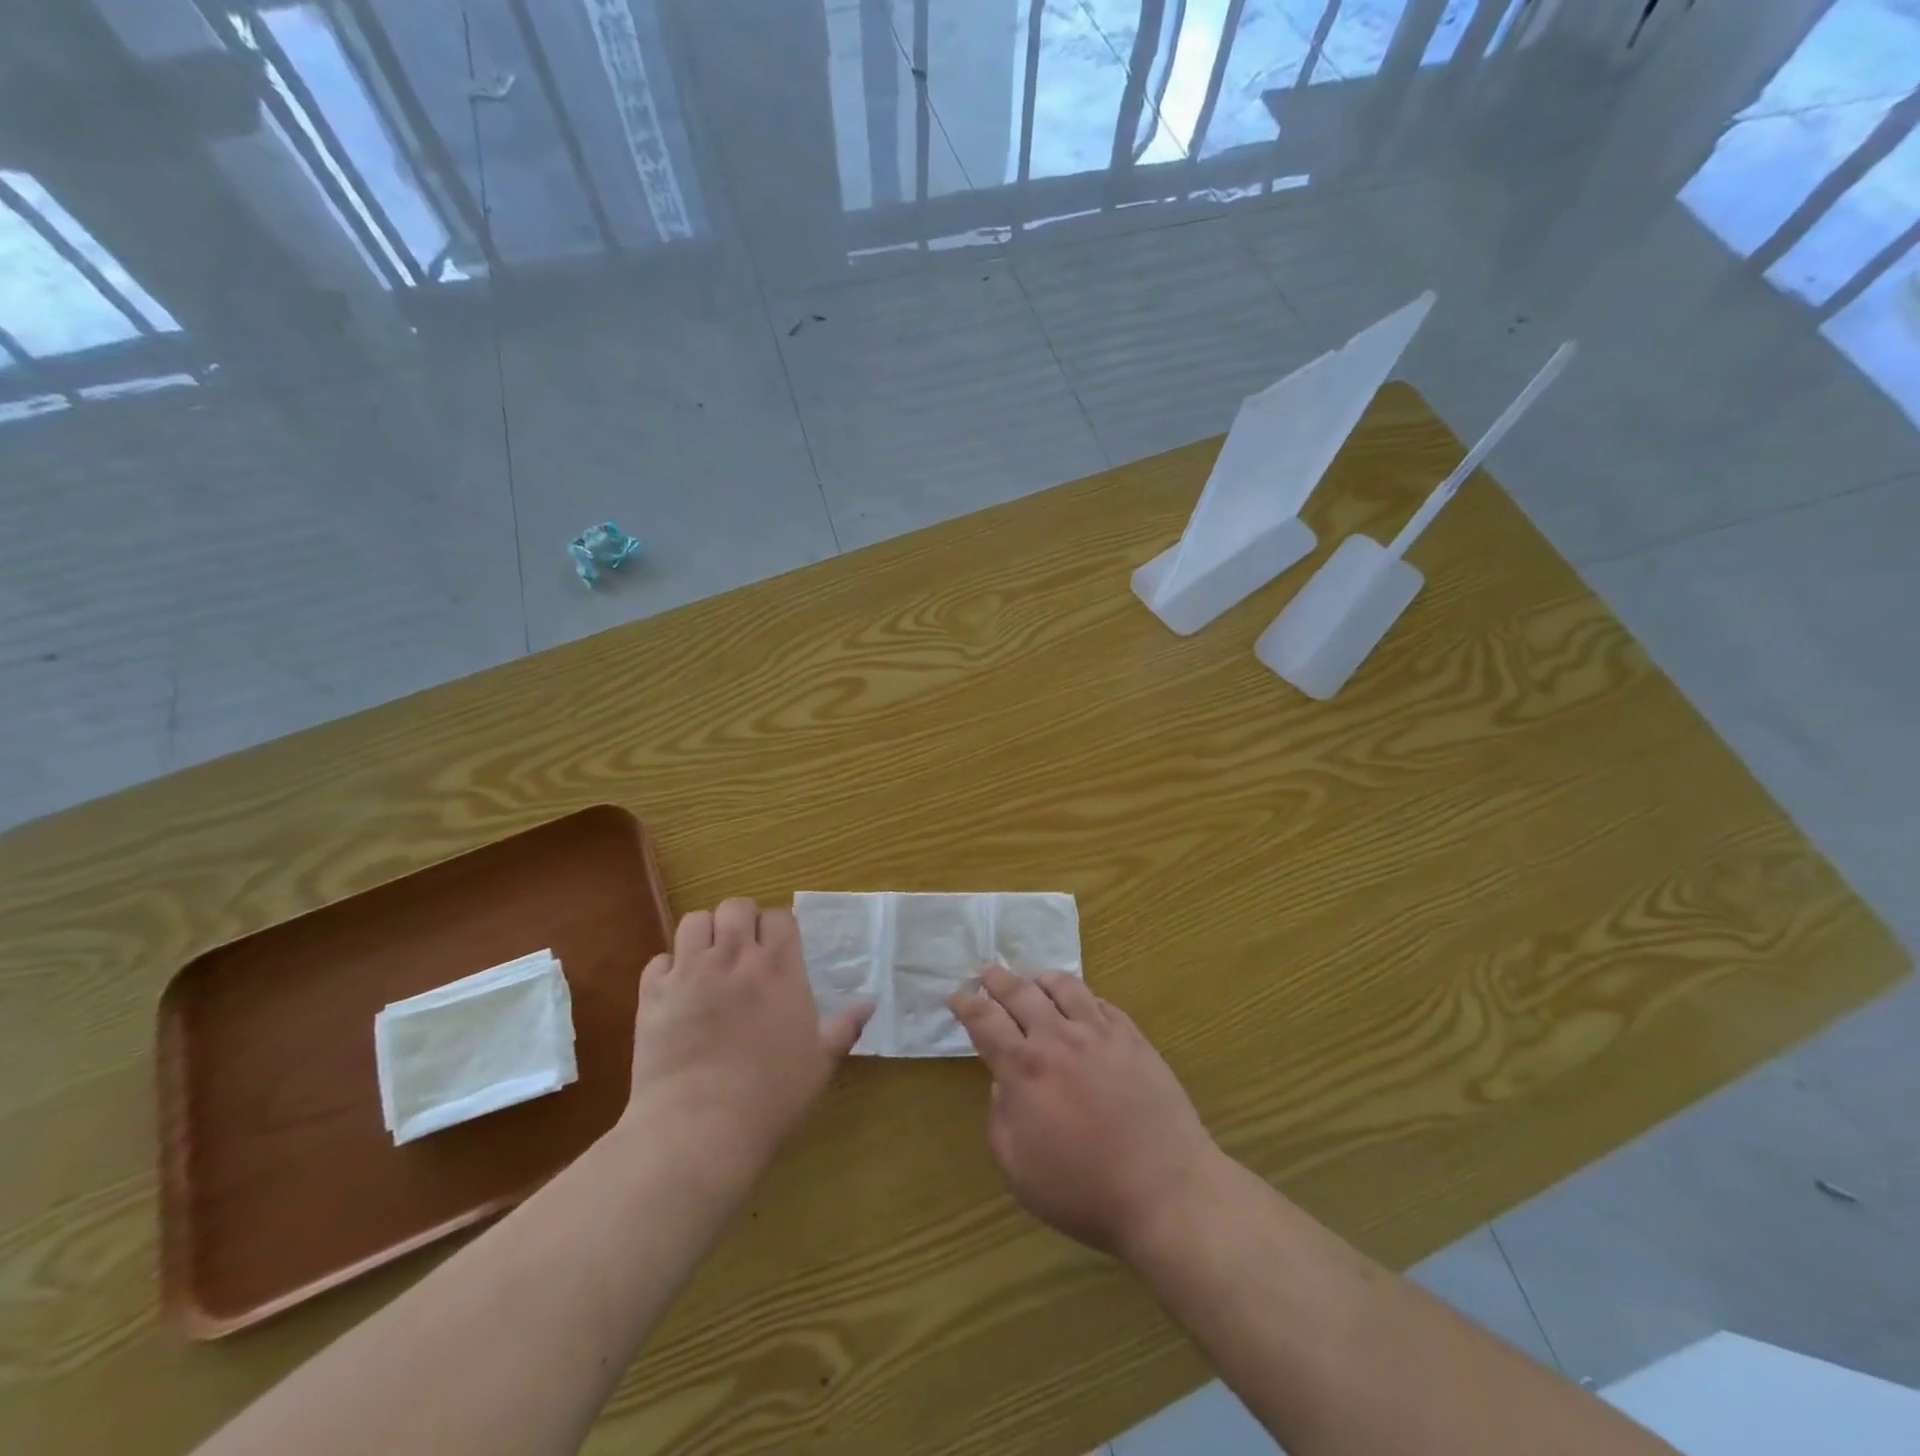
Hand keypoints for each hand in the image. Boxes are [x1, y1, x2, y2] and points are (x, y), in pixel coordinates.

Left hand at [623, 898, 870, 1176]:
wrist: (700, 1127)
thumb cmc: (770, 1095)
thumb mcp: (820, 1062)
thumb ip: (844, 1026)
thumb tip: (870, 1001)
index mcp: (779, 967)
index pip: (780, 917)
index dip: (778, 927)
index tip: (778, 947)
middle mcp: (735, 957)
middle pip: (735, 906)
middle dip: (740, 920)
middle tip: (743, 949)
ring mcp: (690, 972)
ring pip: (694, 921)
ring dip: (704, 934)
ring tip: (708, 960)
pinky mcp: (652, 994)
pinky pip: (657, 960)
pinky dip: (667, 969)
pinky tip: (676, 992)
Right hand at [950, 967, 1220, 1257]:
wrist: (1164, 1189)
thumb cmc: (1084, 1189)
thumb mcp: (1018, 1169)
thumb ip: (1000, 1118)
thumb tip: (1002, 1082)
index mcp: (1024, 1068)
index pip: (984, 1020)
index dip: (966, 1004)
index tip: (957, 996)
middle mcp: (1058, 1038)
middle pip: (1020, 992)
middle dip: (997, 979)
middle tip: (987, 972)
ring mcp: (1099, 1033)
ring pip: (1064, 986)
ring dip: (1041, 979)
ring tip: (1034, 980)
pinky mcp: (1133, 1038)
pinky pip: (1101, 1002)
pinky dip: (1083, 997)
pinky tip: (1082, 1004)